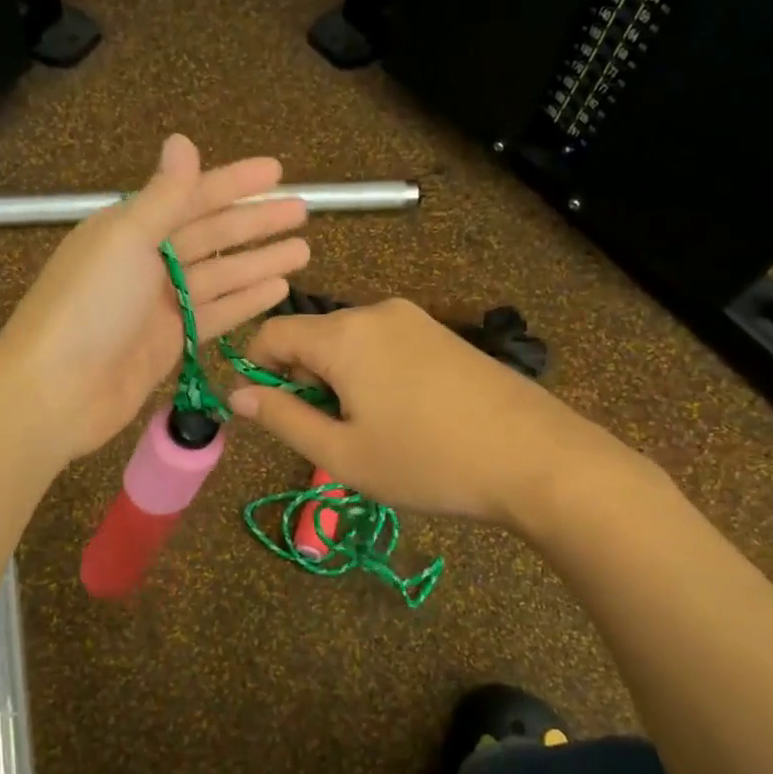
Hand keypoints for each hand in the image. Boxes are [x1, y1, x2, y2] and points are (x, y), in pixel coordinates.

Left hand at [0, 135, 308, 461]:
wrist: (56, 391)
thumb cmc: (89, 307)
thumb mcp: (126, 240)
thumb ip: (163, 196)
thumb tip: (182, 140)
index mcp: (129, 228)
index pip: (191, 196)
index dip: (234, 182)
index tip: (277, 171)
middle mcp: (146, 261)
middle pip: (210, 235)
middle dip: (255, 223)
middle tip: (302, 212)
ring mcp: (159, 305)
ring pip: (220, 275)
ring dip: (259, 262)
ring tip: (303, 250)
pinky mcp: (169, 342)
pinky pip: (215, 313)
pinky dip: (245, 300)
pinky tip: (278, 289)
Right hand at [228, 298, 645, 529]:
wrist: (535, 457)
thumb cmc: (427, 461)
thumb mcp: (342, 453)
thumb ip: (282, 418)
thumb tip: (236, 394)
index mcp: (344, 334)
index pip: (272, 333)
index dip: (257, 370)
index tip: (270, 414)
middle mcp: (376, 312)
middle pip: (312, 337)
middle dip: (305, 382)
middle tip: (331, 436)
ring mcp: (415, 319)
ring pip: (349, 344)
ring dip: (340, 383)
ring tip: (371, 433)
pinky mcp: (442, 334)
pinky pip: (384, 346)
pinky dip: (372, 376)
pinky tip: (404, 417)